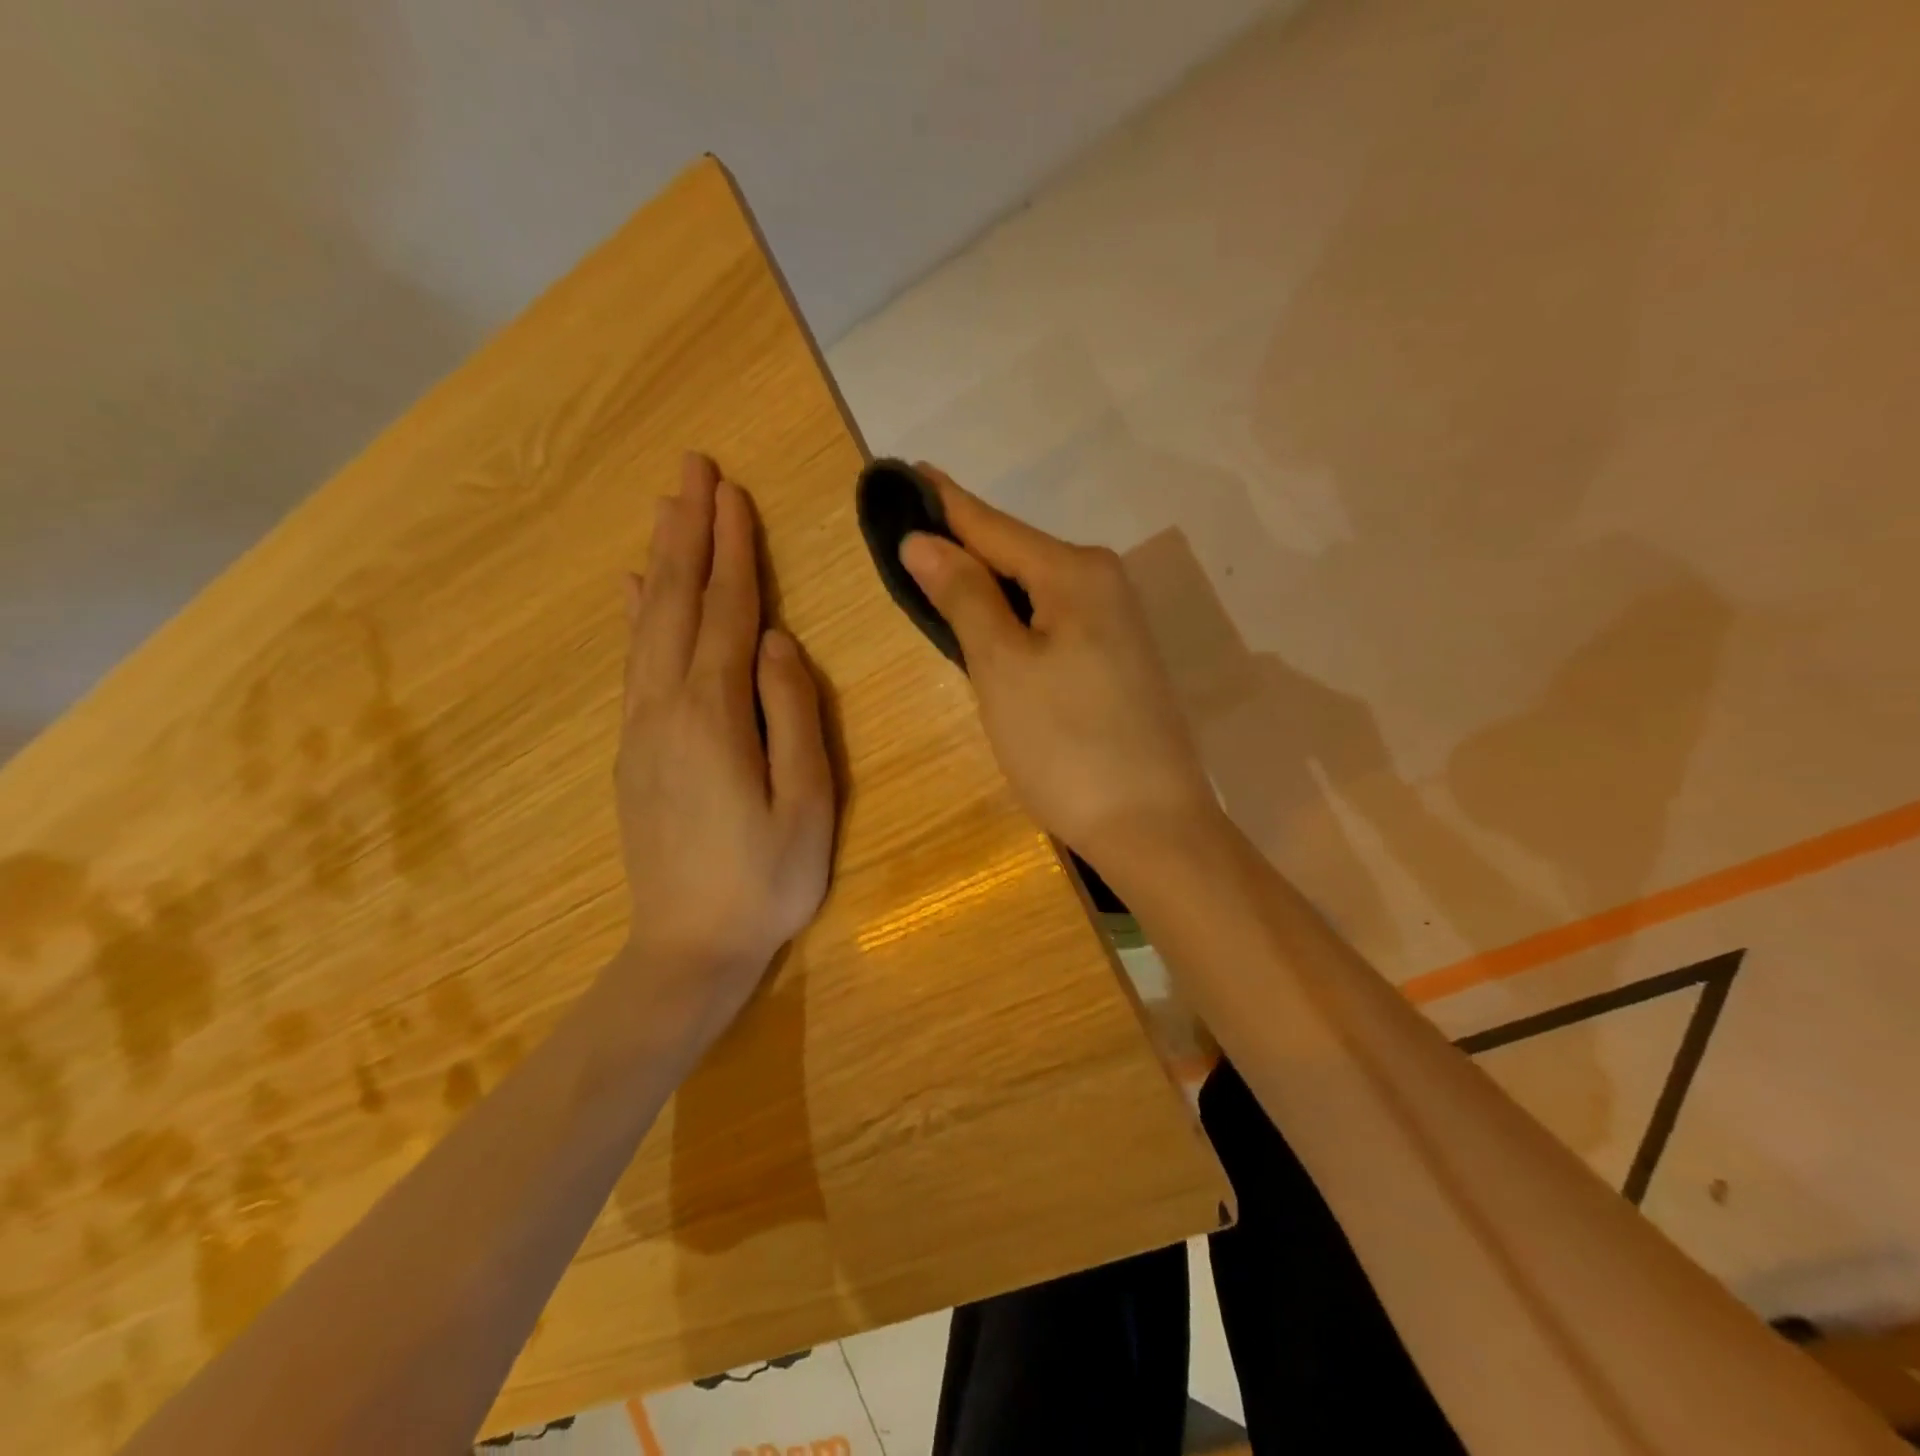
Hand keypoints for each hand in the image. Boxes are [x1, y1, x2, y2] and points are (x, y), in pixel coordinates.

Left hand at [613, 453, 834, 1036]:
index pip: (729, 612)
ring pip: (648, 625)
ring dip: (663, 562)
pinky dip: (637, 616)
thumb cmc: (765, 880)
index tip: (731, 491)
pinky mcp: (634, 750)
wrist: (687, 949)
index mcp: (714, 715)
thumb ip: (792, 715)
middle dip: (689, 532)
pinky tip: (635, 591)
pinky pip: (634, 663)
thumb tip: (777, 643)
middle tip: (692, 470)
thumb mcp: (806, 803)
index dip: (733, 550)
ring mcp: (641, 728)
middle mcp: (666, 707)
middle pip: (679, 603)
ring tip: (666, 509)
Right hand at [898, 464, 1222, 886]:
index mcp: (1076, 572)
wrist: (1152, 828)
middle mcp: (1104, 584)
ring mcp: (1117, 625)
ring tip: (933, 573)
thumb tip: (922, 540)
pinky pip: (1052, 621)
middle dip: (962, 544)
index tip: (902, 471)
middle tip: (905, 534)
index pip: (992, 524)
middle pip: (1016, 554)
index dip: (942, 503)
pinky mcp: (1118, 662)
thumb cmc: (1066, 745)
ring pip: (1035, 590)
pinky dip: (1014, 619)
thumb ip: (964, 597)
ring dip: (987, 584)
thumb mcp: (1002, 668)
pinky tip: (989, 626)